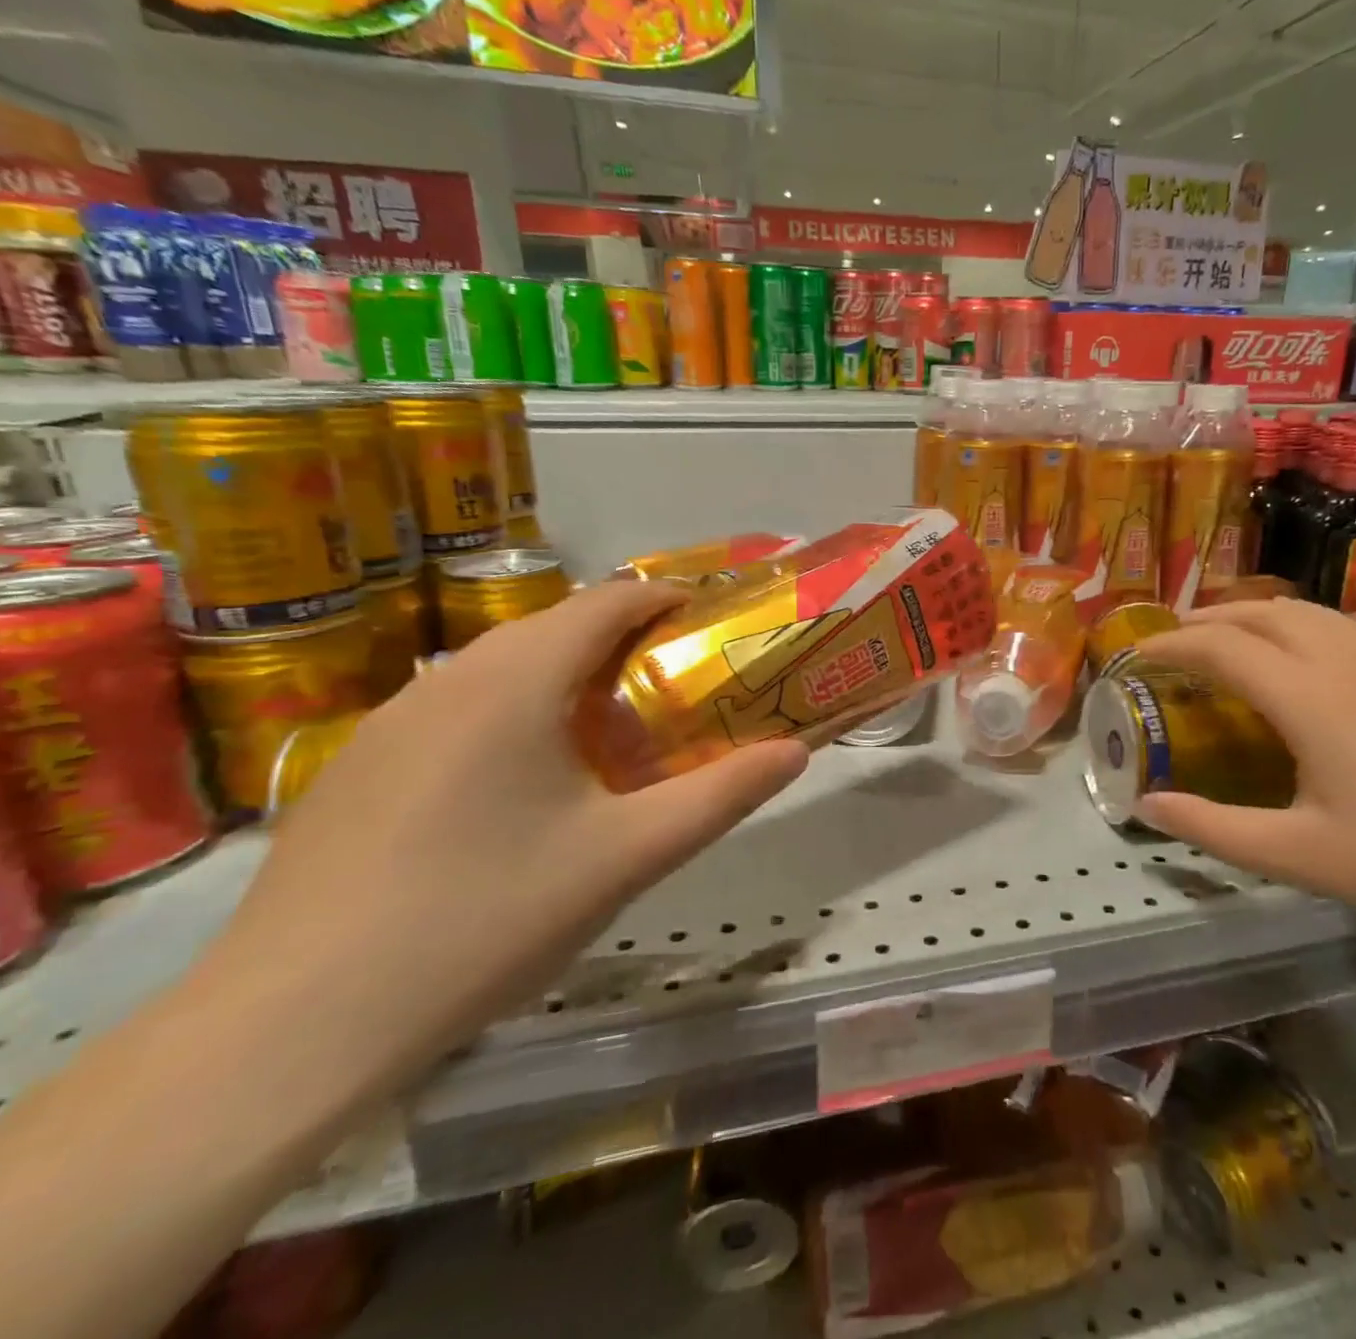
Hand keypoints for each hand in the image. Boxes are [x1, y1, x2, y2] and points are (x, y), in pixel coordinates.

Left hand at [204, 579, 808, 1094]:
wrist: (293, 1026)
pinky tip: (519, 790)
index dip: (666, 598)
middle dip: (624, 640)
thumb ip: (722, 795)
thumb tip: (794, 752)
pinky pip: (457, 709)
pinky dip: (512, 713)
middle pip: (554, 627)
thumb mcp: (628, 857)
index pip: (606, 601)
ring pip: (501, 667)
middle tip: (675, 685)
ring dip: (565, 676)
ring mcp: (390, 722)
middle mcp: (449, 680)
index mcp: (515, 682)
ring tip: (609, 734)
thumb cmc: (486, 920)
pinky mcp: (357, 767)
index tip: (712, 621)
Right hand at [1134, 600, 1355, 969]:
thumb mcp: (1300, 857)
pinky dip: (1293, 626)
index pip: (1222, 648)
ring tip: (1224, 639)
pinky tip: (1296, 662)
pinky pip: (1337, 628)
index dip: (1170, 645)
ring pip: (1306, 613)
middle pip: (1263, 614)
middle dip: (1208, 619)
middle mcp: (1344, 666)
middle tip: (1171, 642)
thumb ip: (1214, 829)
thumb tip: (1146, 806)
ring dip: (1253, 615)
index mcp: (1309, 700)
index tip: (1135, 657)